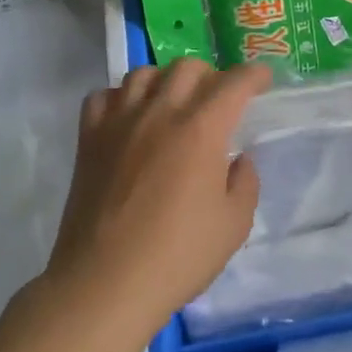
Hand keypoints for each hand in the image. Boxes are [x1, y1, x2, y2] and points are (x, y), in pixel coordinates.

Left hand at [48, 58, 271, 329]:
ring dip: (166, 80)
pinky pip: (103, 97)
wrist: (105, 284)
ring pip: (143, 73)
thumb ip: (245, 183)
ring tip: (173, 103)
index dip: (254, 75)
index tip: (263, 79)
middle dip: (211, 75)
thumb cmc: (178, 256)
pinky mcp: (88, 140)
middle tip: (219, 99)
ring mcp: (119, 123)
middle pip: (188, 67)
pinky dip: (121, 98)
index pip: (234, 83)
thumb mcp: (234, 225)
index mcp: (202, 130)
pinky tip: (130, 118)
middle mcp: (160, 113)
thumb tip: (238, 160)